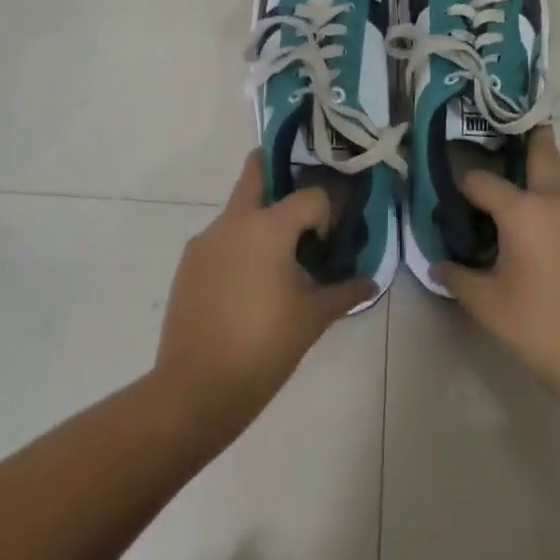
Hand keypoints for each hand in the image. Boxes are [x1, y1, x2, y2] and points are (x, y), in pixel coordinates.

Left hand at [155, 152, 373, 428]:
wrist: (195, 390)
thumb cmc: (263, 348)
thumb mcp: (312, 319)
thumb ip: (344, 292)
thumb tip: (370, 281)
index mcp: (267, 227)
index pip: (310, 196)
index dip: (326, 213)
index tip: (328, 245)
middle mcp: (233, 222)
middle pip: (256, 171)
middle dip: (278, 170)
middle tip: (300, 199)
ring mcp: (205, 241)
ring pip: (238, 210)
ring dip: (260, 219)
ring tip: (278, 262)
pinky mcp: (188, 264)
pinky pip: (220, 239)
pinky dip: (239, 247)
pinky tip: (248, 287)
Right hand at [438, 130, 559, 403]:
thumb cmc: (539, 328)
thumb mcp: (485, 305)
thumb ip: (456, 276)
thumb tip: (440, 263)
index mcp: (524, 210)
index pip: (481, 180)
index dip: (464, 186)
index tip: (456, 197)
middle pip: (542, 150)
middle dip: (525, 139)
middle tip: (507, 142)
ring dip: (542, 190)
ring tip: (526, 220)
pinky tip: (554, 250)